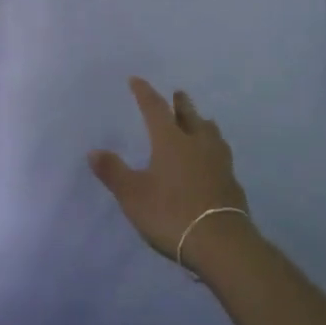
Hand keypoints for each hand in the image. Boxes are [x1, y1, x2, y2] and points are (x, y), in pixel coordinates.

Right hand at [89, 78, 250, 261]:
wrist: (221, 243)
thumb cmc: (171, 213)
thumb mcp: (133, 195)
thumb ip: (113, 172)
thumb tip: (93, 151)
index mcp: (170, 140)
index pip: (155, 108)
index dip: (144, 93)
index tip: (137, 80)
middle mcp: (197, 144)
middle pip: (189, 116)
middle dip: (181, 104)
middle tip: (178, 94)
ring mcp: (219, 162)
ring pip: (211, 133)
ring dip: (202, 124)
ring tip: (200, 122)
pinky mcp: (232, 183)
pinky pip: (221, 156)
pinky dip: (213, 150)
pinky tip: (213, 160)